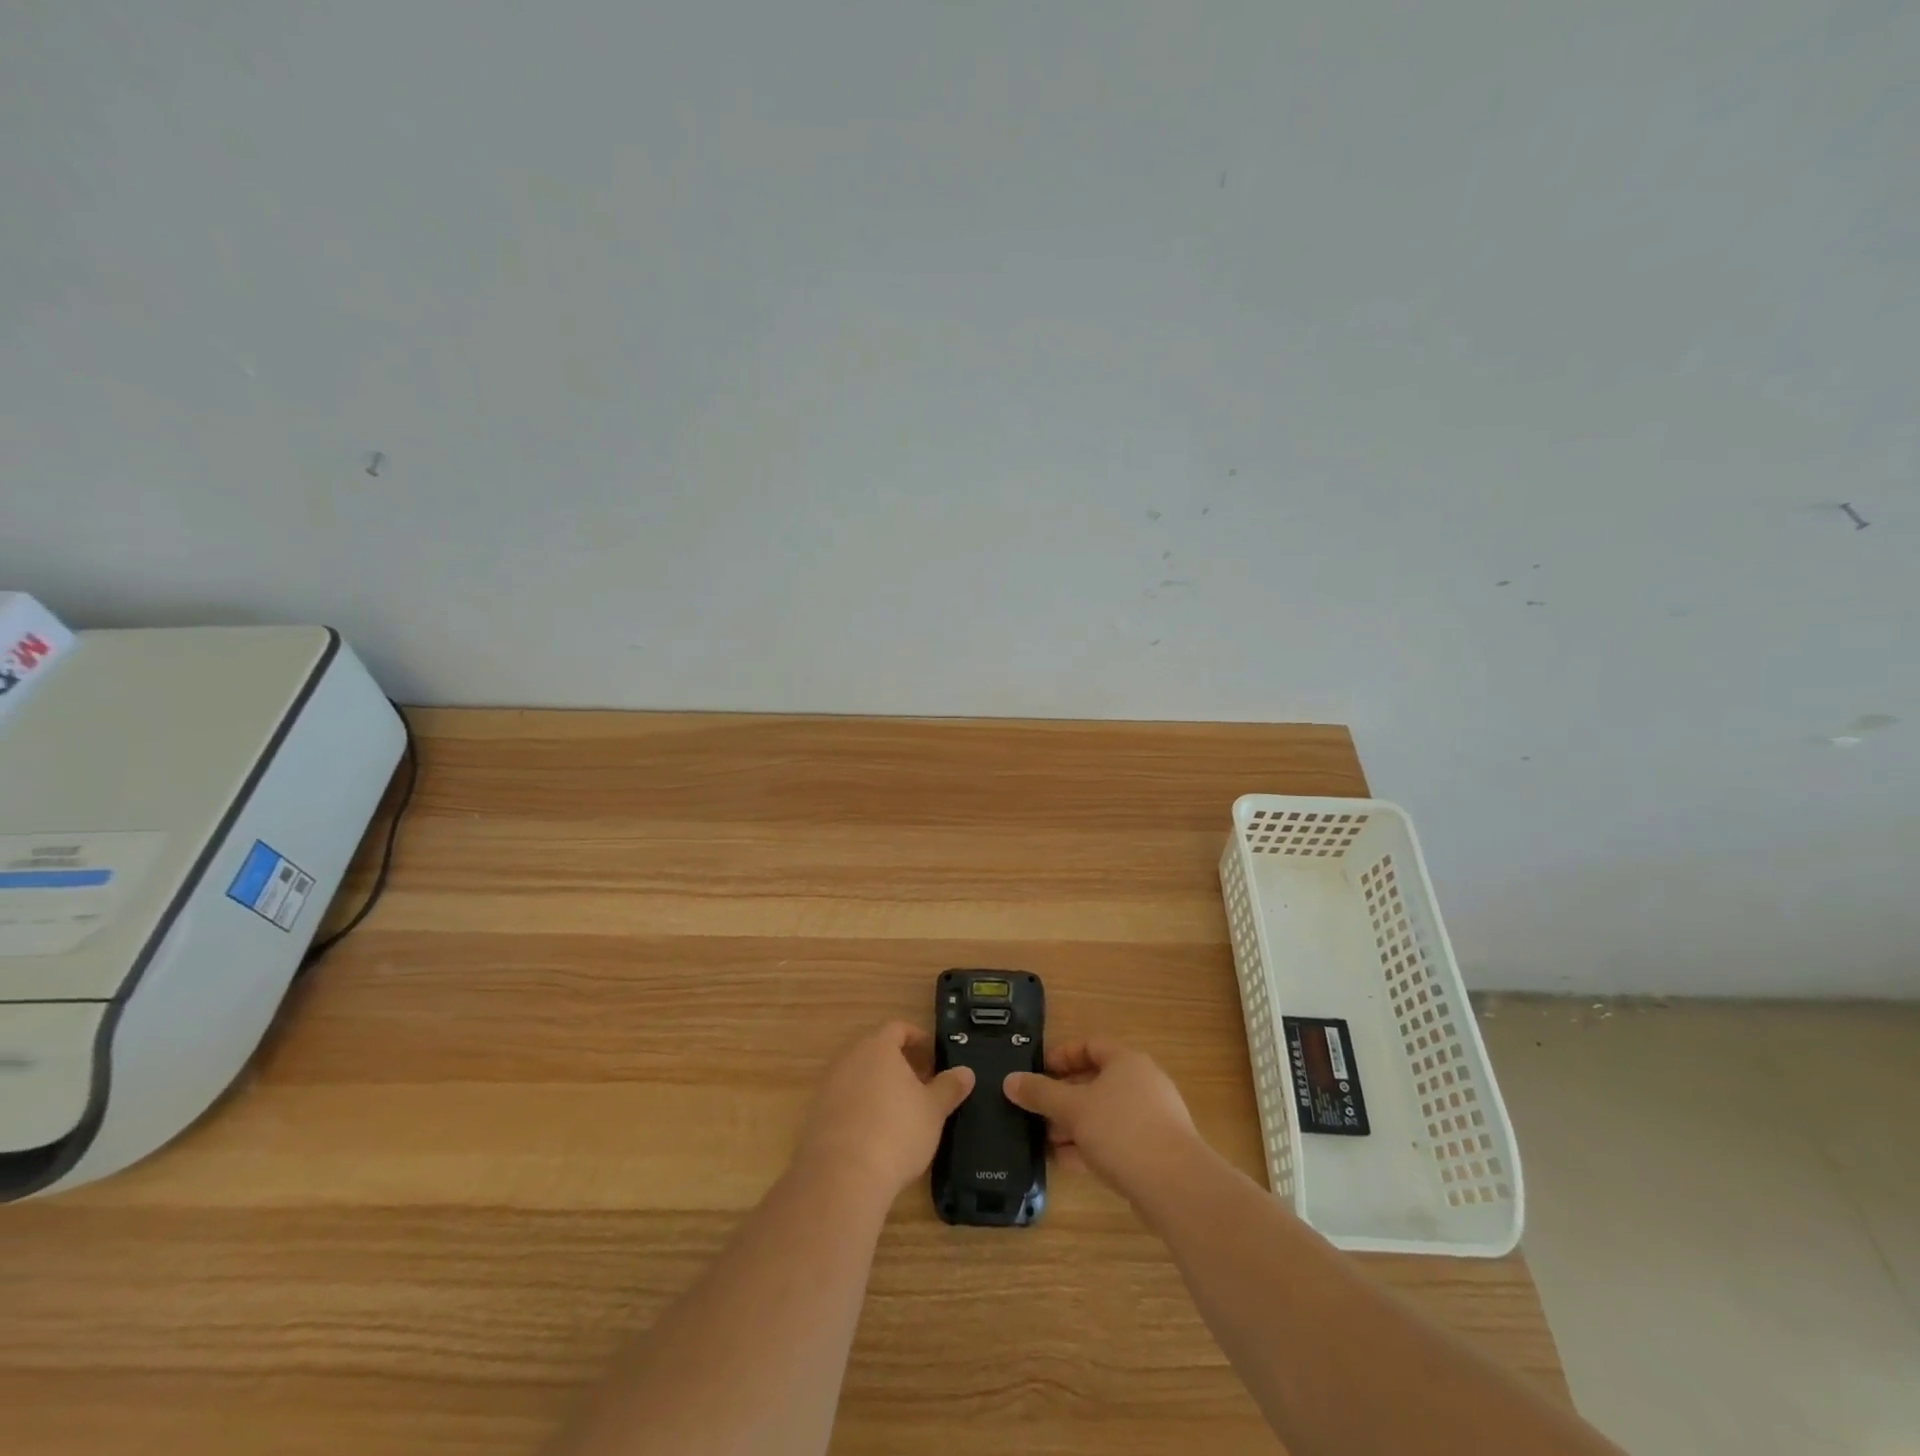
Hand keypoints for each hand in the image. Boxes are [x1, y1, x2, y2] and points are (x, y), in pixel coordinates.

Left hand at [794, 1022, 974, 1205]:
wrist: (841, 1177)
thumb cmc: (895, 1132)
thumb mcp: (933, 1110)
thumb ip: (949, 1087)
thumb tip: (966, 1072)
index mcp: (878, 1047)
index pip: (898, 1028)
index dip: (918, 1038)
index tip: (933, 1056)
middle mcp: (849, 1059)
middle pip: (876, 1051)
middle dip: (900, 1064)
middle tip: (922, 1085)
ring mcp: (828, 1087)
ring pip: (859, 1076)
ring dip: (879, 1087)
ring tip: (901, 1112)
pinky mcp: (816, 1116)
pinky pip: (844, 1102)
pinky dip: (861, 1109)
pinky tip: (876, 1135)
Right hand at [1004, 1039, 1202, 1200]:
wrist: (1176, 1186)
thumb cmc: (1121, 1131)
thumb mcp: (1072, 1108)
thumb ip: (1040, 1093)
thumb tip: (1010, 1081)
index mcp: (1126, 1061)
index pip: (1090, 1045)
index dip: (1062, 1055)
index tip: (1038, 1072)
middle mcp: (1142, 1083)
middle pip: (1096, 1081)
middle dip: (1063, 1097)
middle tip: (1036, 1111)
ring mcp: (1151, 1118)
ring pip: (1104, 1114)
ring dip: (1074, 1125)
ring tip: (1045, 1141)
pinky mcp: (1155, 1151)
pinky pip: (1115, 1140)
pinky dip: (1090, 1146)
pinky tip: (1066, 1163)